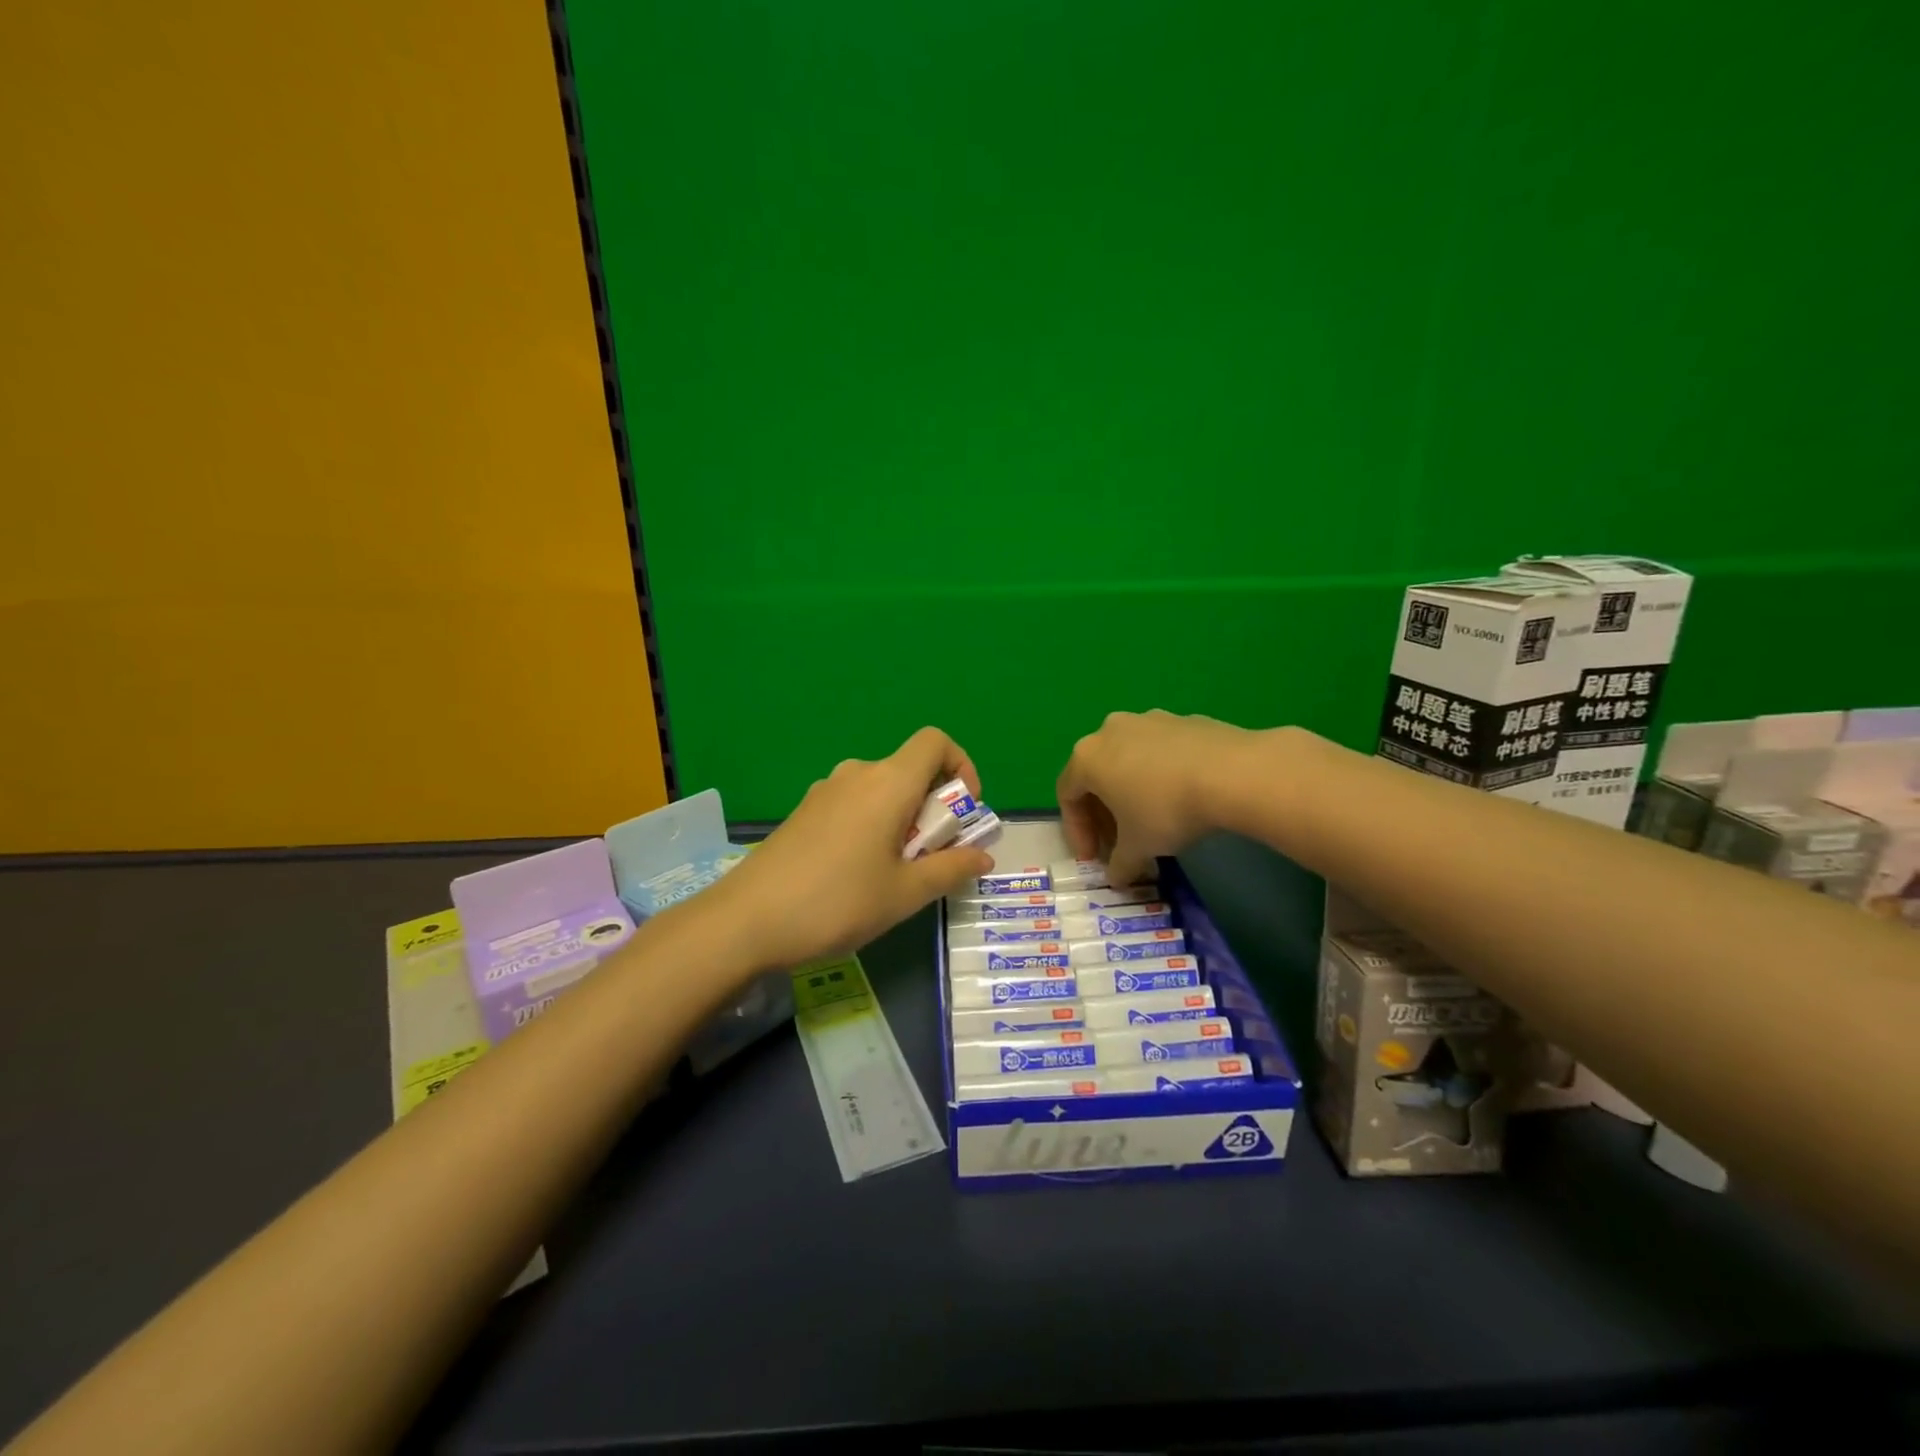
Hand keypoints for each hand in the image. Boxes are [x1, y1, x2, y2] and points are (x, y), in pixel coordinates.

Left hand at [699, 727, 994, 970]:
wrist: (746, 920)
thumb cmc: (837, 902)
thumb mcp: (904, 893)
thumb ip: (950, 869)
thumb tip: (984, 856)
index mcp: (889, 783)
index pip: (936, 742)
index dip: (962, 767)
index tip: (964, 812)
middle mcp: (858, 774)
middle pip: (911, 770)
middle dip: (935, 807)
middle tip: (933, 858)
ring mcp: (826, 791)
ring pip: (883, 790)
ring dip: (904, 819)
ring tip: (896, 872)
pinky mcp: (805, 811)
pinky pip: (855, 804)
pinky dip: (875, 824)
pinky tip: (858, 873)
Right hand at [1056, 710, 1258, 884]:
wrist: (1231, 772)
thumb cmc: (1166, 809)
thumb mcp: (1138, 846)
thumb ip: (1120, 863)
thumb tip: (1117, 877)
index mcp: (1087, 757)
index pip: (1067, 796)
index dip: (1077, 831)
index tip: (1094, 858)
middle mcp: (1110, 731)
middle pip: (1096, 775)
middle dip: (1104, 813)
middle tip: (1119, 842)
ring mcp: (1148, 720)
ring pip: (1128, 760)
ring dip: (1131, 791)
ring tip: (1151, 820)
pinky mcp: (1183, 719)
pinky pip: (1160, 752)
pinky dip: (1160, 775)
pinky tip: (1181, 797)